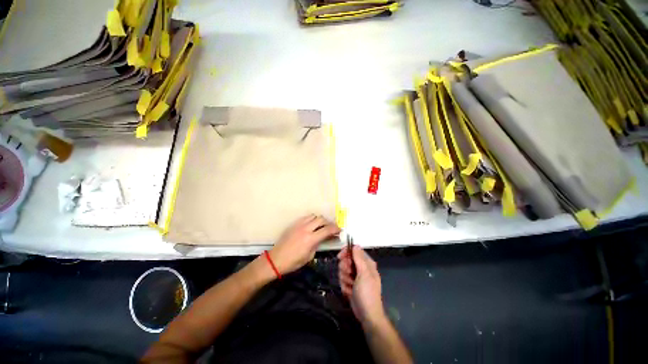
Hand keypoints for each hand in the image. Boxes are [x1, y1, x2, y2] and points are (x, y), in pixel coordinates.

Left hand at [270, 215, 339, 274]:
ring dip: (320, 220)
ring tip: (321, 226)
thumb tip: (324, 238)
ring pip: (314, 216)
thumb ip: (318, 245)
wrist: (276, 259)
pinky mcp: (294, 224)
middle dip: (329, 223)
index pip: (327, 230)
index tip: (339, 230)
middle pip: (321, 219)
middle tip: (331, 228)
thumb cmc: (293, 262)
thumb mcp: (309, 256)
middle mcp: (306, 228)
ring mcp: (299, 225)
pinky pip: (306, 217)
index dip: (335, 229)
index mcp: (310, 239)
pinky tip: (311, 225)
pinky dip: (311, 219)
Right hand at [338, 246, 385, 325]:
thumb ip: (359, 258)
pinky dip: (345, 286)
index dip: (346, 252)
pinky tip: (350, 292)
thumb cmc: (367, 293)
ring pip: (343, 270)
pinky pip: (342, 280)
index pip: (354, 251)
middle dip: (345, 268)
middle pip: (346, 260)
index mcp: (367, 263)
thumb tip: (355, 245)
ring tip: (351, 286)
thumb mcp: (364, 274)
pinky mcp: (351, 284)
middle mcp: (361, 268)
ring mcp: (355, 277)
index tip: (340, 257)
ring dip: (345, 279)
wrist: (367, 315)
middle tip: (349, 274)